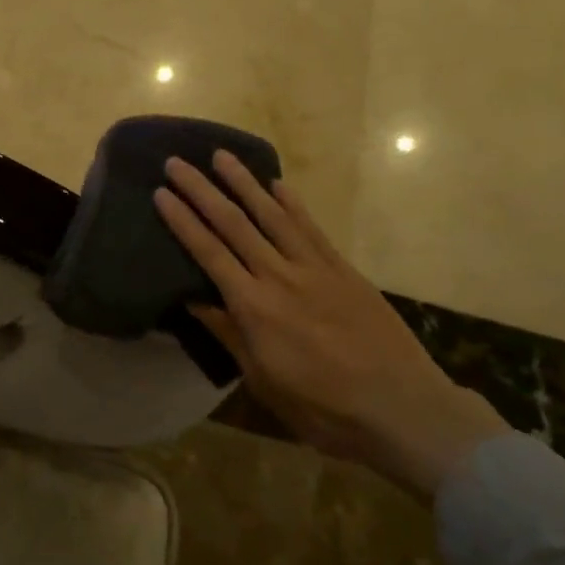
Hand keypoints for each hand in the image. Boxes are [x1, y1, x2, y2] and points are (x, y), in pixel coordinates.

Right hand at [155, 151, 509, 500]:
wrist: (403, 409)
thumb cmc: (324, 407)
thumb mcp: (264, 381)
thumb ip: (229, 334)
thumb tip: (192, 299)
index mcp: (254, 307)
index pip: (208, 253)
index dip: (182, 221)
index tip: (160, 193)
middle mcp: (280, 276)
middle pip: (233, 224)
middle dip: (202, 190)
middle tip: (177, 162)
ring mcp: (315, 268)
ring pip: (272, 215)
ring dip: (243, 183)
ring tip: (221, 156)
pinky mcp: (344, 269)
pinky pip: (311, 228)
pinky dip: (292, 203)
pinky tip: (277, 184)